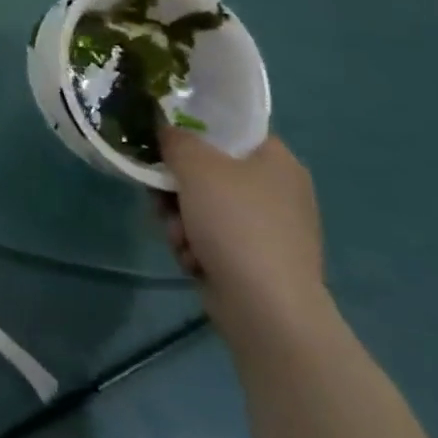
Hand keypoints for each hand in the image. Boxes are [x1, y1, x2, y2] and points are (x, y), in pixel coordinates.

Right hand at [155, 126, 326, 337]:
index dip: (194, 128)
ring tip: (177, 236)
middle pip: (209, 170)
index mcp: (277, 160)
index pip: (230, 129)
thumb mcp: (195, 164)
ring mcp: (269, 228)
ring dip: (179, 218)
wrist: (266, 308)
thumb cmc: (235, 222)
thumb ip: (175, 138)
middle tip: (160, 194)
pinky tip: (192, 258)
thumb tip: (166, 130)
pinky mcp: (256, 260)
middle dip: (176, 186)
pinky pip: (212, 237)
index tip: (164, 139)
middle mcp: (278, 190)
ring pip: (203, 205)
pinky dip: (195, 245)